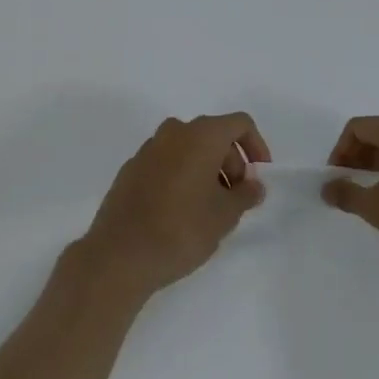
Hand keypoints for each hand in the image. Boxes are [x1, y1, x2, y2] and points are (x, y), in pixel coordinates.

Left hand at [75, 113, 271, 302]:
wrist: (120, 254)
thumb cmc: (181, 229)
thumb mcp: (224, 216)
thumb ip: (245, 195)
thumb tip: (254, 185)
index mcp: (201, 135)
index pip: (239, 123)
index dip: (256, 145)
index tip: (259, 176)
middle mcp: (174, 132)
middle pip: (213, 135)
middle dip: (231, 162)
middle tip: (235, 199)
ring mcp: (148, 149)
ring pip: (188, 148)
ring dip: (206, 170)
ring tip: (209, 208)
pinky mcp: (131, 168)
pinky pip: (166, 162)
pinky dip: (181, 176)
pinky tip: (179, 211)